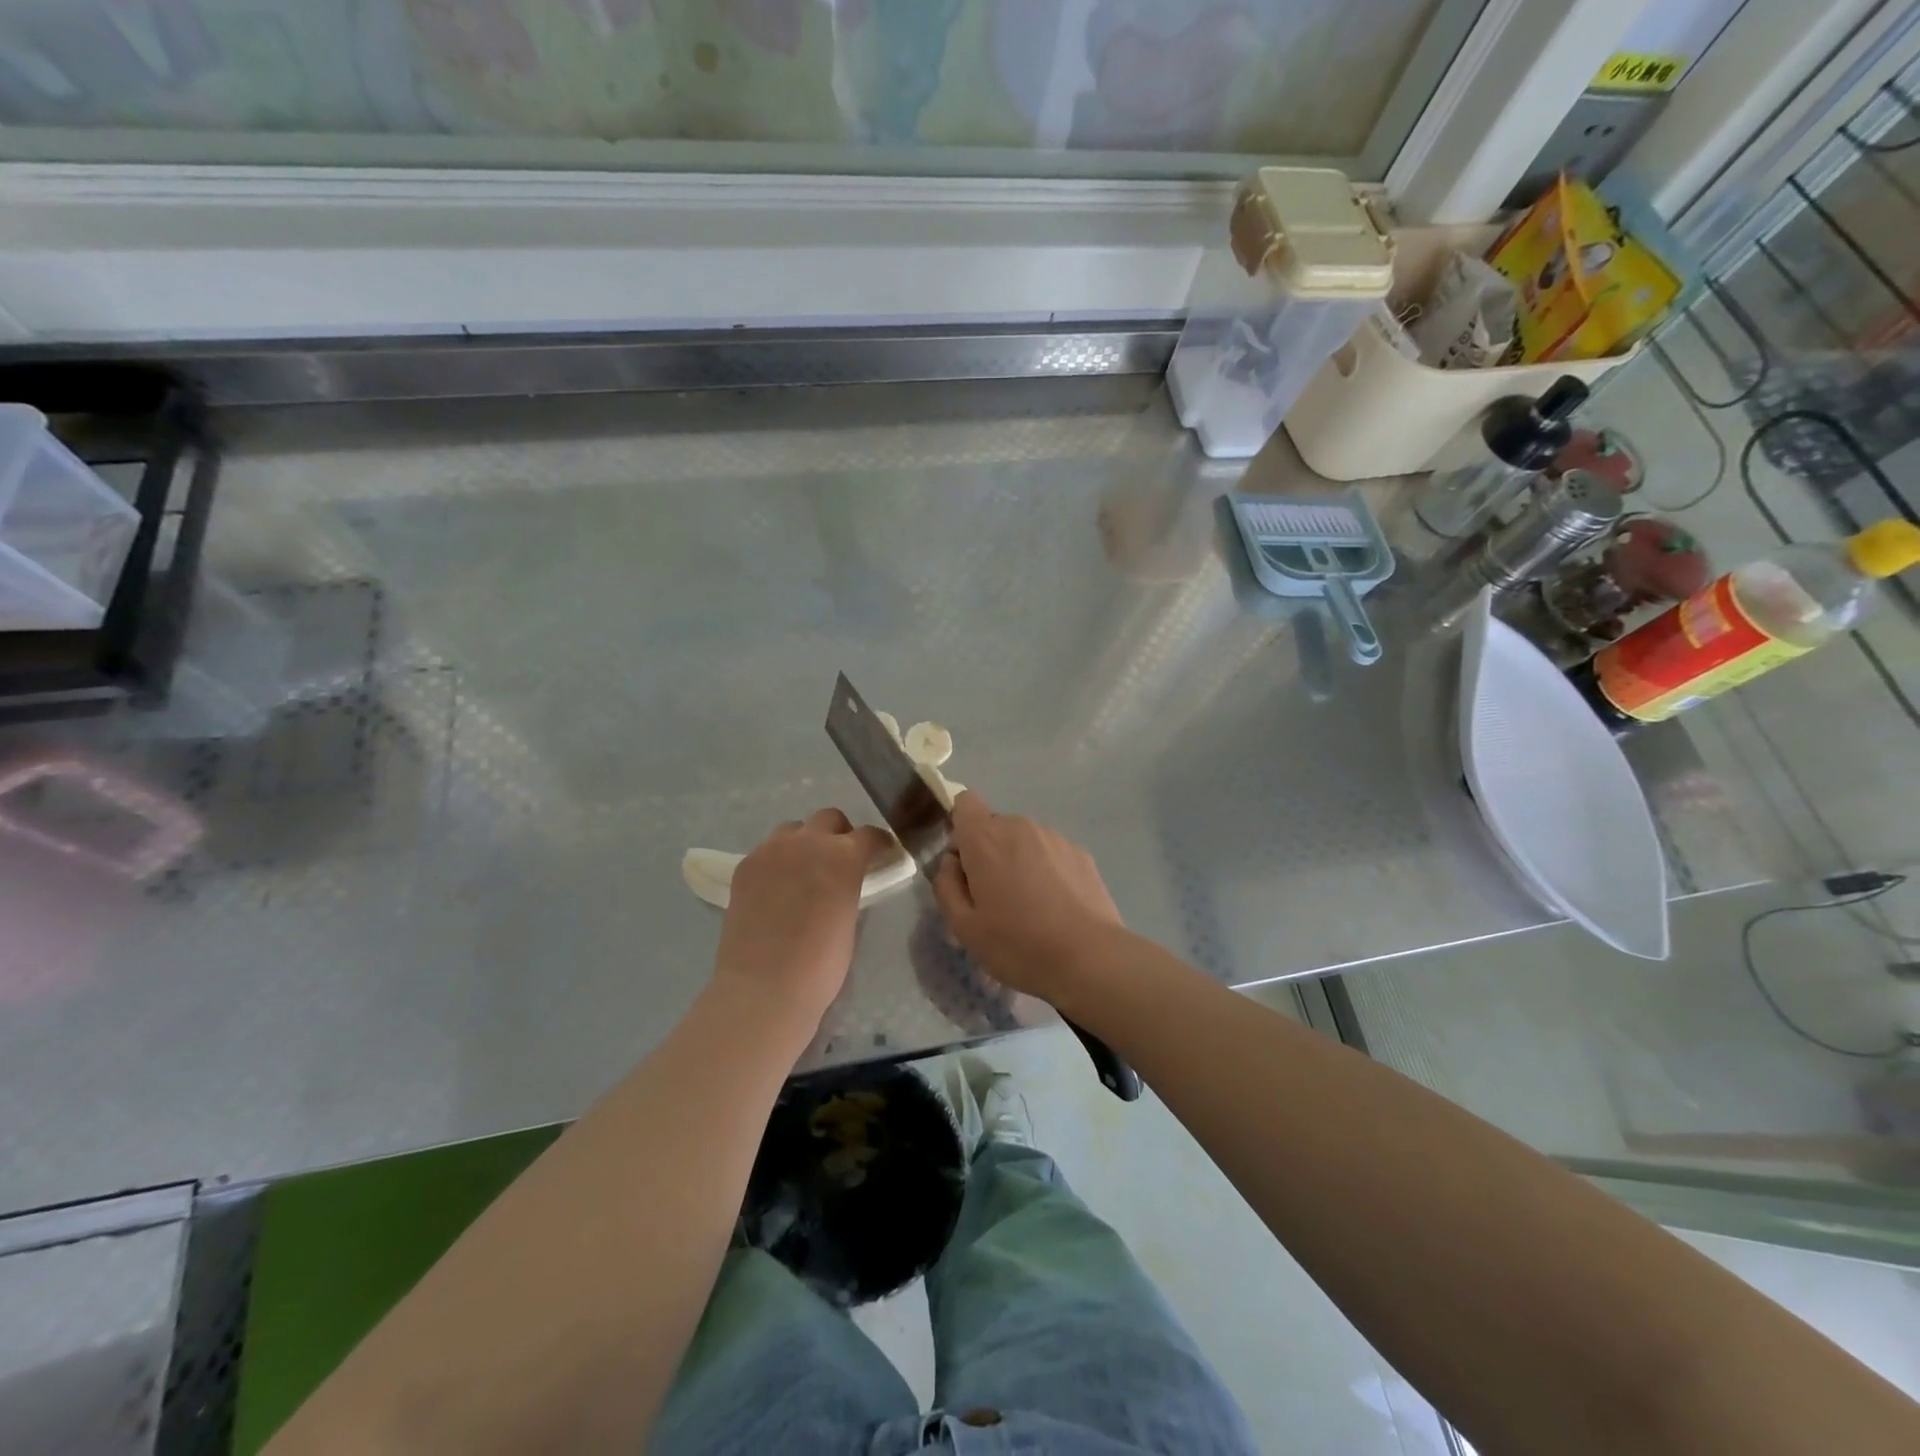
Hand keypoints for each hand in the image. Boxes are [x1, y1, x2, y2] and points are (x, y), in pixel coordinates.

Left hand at [714, 809, 895, 1029]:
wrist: (764, 987)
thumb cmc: (821, 964)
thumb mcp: (850, 918)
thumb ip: (849, 888)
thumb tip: (845, 882)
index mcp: (844, 856)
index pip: (869, 835)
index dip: (879, 844)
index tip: (882, 855)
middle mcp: (808, 842)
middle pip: (829, 819)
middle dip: (840, 834)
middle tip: (841, 861)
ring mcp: (771, 850)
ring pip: (794, 829)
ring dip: (805, 842)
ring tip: (805, 871)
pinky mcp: (745, 866)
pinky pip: (767, 851)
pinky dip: (778, 861)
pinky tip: (778, 888)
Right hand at [932, 792, 1125, 999]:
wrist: (1089, 958)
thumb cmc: (1017, 944)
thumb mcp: (964, 927)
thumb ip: (946, 886)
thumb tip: (951, 863)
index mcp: (985, 838)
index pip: (964, 803)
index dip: (959, 829)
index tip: (964, 864)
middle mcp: (1020, 826)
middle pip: (994, 827)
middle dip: (988, 854)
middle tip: (993, 899)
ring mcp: (1055, 837)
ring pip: (1024, 841)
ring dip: (1019, 863)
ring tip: (1029, 908)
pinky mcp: (1081, 854)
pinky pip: (1050, 854)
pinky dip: (1047, 872)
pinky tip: (1056, 908)